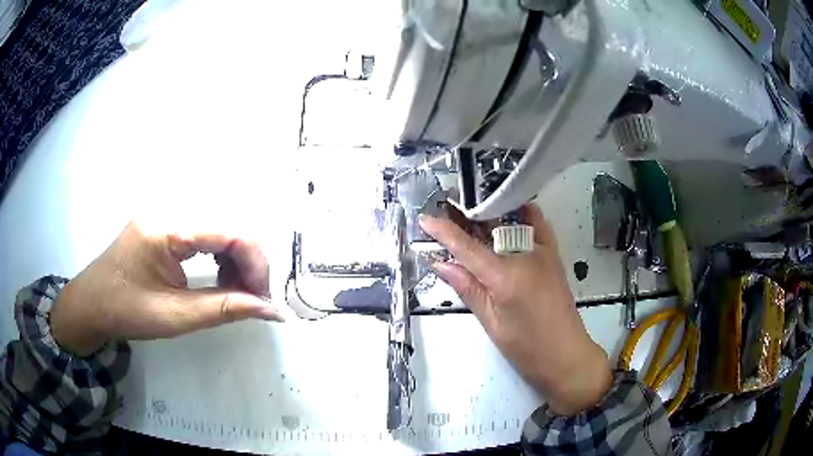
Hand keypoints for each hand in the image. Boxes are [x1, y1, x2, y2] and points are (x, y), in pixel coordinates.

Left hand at [50, 222, 282, 356]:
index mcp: (166, 228)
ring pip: (218, 228)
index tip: (265, 298)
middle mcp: (168, 210)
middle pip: (226, 225)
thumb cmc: (126, 311)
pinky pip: (202, 233)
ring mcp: (165, 214)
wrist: (91, 304)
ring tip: (237, 292)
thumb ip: (224, 309)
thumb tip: (272, 310)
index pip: (228, 231)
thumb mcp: (175, 316)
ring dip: (235, 259)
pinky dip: (218, 256)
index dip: (256, 262)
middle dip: (247, 262)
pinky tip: (219, 278)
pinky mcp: (164, 224)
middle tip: (254, 299)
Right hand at [419, 205, 611, 415]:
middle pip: (490, 225)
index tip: (425, 218)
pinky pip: (536, 223)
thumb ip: (467, 289)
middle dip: (466, 216)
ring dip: (489, 213)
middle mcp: (526, 255)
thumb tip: (440, 264)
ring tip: (468, 214)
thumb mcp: (491, 322)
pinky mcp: (554, 254)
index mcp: (506, 276)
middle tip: (445, 212)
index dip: (443, 231)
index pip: (467, 247)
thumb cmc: (526, 348)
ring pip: (513, 218)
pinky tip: (504, 218)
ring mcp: (544, 251)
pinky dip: (519, 215)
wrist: (566, 355)